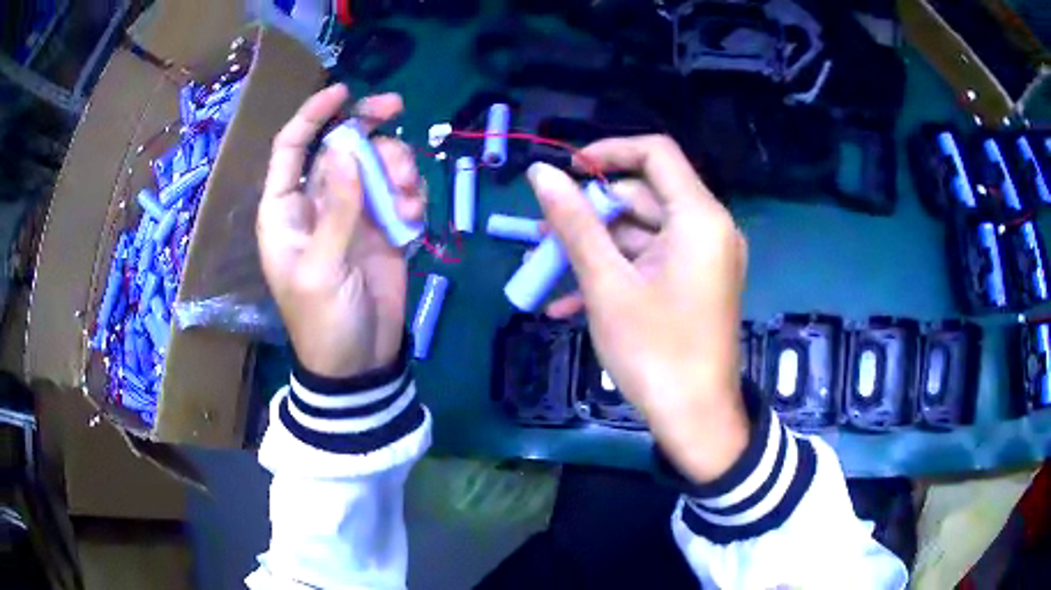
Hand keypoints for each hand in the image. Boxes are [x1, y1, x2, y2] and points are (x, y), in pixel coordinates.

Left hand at [258, 84, 425, 378]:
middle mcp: (318, 203)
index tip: (344, 92)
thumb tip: (343, 148)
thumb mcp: (322, 268)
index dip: (313, 115)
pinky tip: (413, 222)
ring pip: (376, 164)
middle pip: (341, 146)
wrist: (360, 363)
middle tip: (398, 109)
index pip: (291, 148)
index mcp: (286, 211)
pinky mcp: (384, 228)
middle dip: (368, 126)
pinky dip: (412, 198)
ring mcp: (354, 214)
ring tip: (408, 199)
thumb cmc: (325, 322)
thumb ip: (336, 208)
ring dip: (397, 168)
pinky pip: (401, 192)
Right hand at [529, 135, 749, 482]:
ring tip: (544, 273)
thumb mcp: (607, 283)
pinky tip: (569, 300)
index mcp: (699, 218)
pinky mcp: (695, 283)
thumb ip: (574, 222)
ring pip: (641, 234)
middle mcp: (708, 229)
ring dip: (593, 250)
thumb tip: (541, 173)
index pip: (655, 153)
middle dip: (589, 215)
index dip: (608, 152)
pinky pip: (651, 262)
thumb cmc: (655, 351)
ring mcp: (703, 258)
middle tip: (542, 236)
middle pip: (642, 197)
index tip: (566, 171)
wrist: (695, 420)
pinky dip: (615, 272)